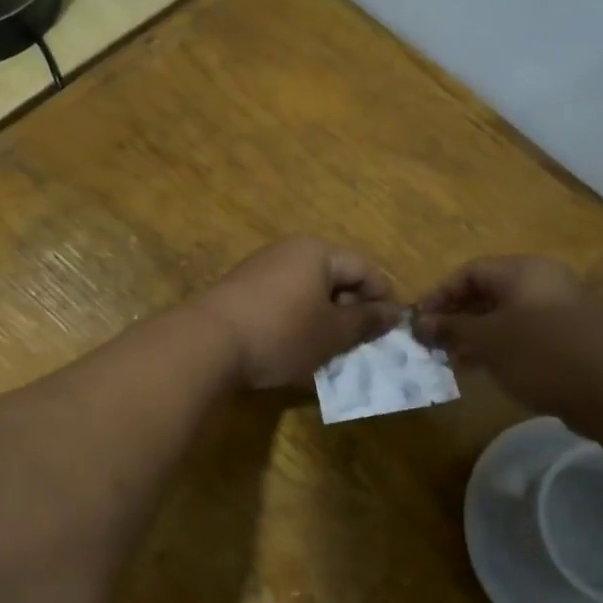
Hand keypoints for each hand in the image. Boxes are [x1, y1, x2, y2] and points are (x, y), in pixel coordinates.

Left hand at [197, 238, 402, 389]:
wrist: (207, 343)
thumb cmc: (282, 333)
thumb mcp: (332, 333)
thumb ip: (366, 321)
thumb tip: (395, 312)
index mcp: (318, 252)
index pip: (365, 267)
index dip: (383, 297)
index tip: (390, 330)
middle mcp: (290, 251)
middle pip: (336, 276)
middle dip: (352, 310)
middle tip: (361, 343)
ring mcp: (262, 268)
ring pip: (309, 291)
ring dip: (325, 319)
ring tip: (330, 351)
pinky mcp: (242, 290)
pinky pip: (284, 300)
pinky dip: (298, 321)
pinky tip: (296, 350)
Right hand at [414, 255, 602, 427]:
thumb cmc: (544, 354)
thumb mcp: (489, 341)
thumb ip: (452, 329)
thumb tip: (419, 322)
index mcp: (523, 271)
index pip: (469, 271)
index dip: (440, 294)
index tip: (419, 322)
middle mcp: (543, 282)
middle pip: (488, 292)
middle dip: (457, 317)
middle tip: (433, 344)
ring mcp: (560, 309)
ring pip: (506, 315)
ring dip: (476, 335)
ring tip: (453, 361)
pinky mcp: (571, 337)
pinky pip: (525, 333)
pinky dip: (501, 346)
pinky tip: (486, 370)